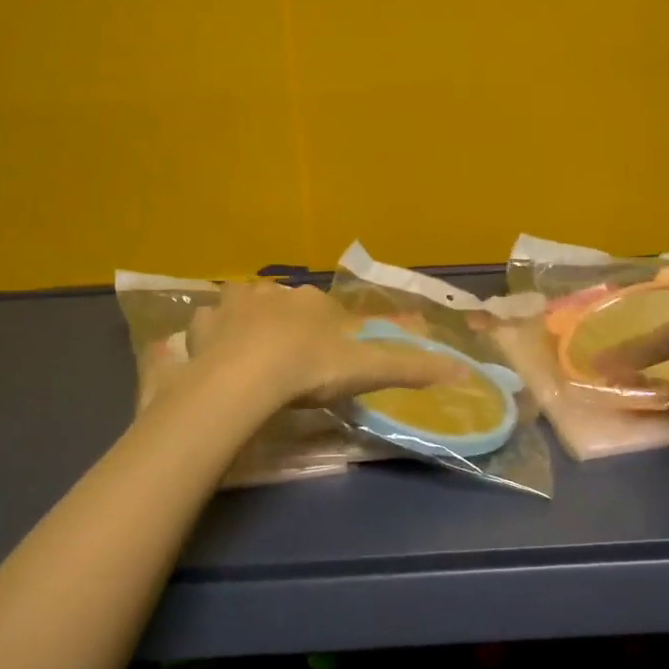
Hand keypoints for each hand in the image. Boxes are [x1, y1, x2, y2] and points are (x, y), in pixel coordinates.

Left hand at [187, 281, 468, 408]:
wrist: (250, 376)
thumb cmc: (312, 369)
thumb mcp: (368, 371)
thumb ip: (412, 369)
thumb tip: (464, 369)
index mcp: (315, 301)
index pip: (325, 312)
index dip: (325, 334)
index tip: (322, 362)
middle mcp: (276, 293)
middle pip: (286, 306)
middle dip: (287, 327)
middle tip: (286, 363)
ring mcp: (236, 304)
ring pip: (246, 307)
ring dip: (249, 324)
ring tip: (250, 358)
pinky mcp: (204, 322)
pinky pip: (209, 323)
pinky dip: (213, 335)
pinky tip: (216, 356)